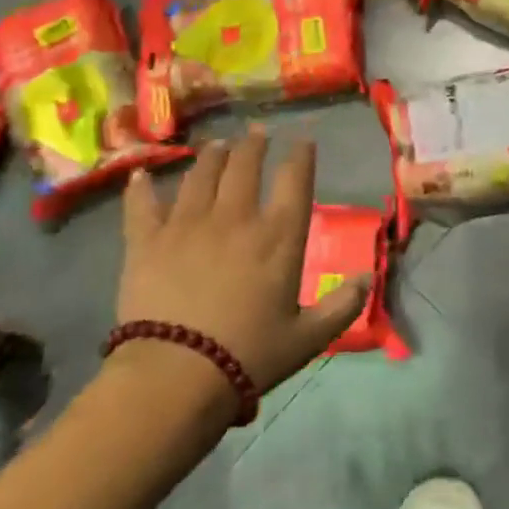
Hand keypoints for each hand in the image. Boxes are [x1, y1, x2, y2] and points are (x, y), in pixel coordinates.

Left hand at [113, 132, 367, 403]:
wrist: (176, 375)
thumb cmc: (249, 355)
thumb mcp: (310, 337)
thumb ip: (343, 306)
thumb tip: (367, 279)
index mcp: (279, 237)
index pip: (295, 180)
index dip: (301, 156)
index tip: (303, 141)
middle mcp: (235, 218)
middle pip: (245, 166)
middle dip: (254, 145)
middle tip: (257, 133)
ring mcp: (187, 225)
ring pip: (201, 175)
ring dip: (213, 156)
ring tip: (218, 145)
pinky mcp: (146, 242)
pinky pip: (142, 205)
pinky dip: (142, 188)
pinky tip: (142, 174)